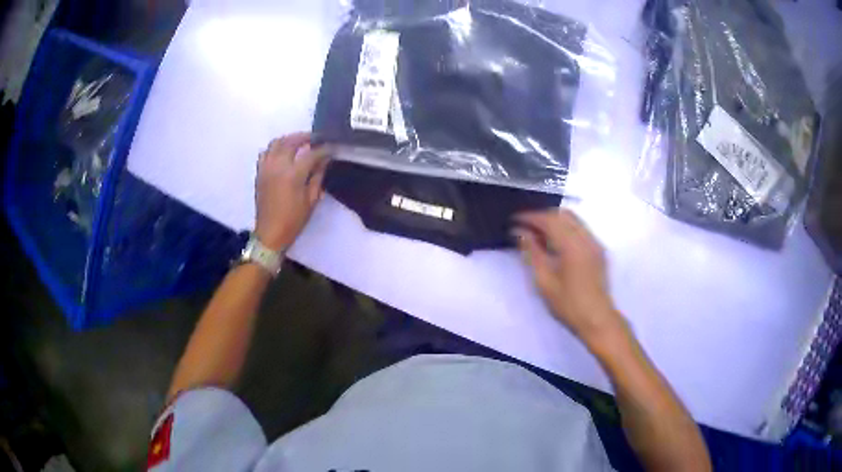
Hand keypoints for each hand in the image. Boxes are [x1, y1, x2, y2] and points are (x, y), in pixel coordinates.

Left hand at [255, 132, 328, 251]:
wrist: (270, 233)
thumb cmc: (294, 220)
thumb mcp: (311, 200)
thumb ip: (318, 176)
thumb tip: (324, 160)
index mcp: (293, 175)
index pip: (311, 154)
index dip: (323, 149)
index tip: (331, 147)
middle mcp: (278, 166)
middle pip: (292, 141)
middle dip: (305, 137)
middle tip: (316, 138)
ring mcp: (266, 167)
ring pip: (277, 142)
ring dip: (289, 139)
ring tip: (299, 142)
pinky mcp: (260, 172)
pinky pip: (266, 152)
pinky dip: (275, 147)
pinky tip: (283, 152)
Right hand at [514, 209, 625, 348]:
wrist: (596, 319)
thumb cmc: (568, 304)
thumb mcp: (544, 281)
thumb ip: (532, 252)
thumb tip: (520, 232)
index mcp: (572, 245)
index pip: (549, 220)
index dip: (530, 217)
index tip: (514, 219)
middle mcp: (586, 238)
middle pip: (563, 214)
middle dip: (542, 216)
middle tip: (525, 226)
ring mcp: (595, 243)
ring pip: (573, 220)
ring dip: (555, 221)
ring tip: (538, 233)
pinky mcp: (598, 250)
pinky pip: (580, 229)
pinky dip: (565, 228)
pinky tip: (555, 242)